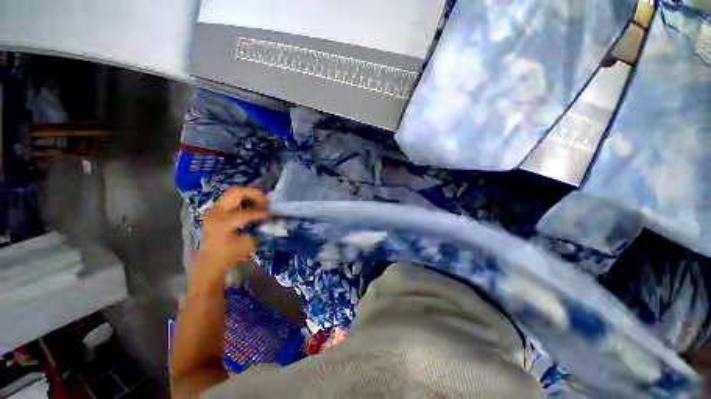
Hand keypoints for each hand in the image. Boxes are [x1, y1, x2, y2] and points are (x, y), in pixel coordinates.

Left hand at [197, 188, 268, 275]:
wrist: (210, 261)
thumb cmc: (228, 255)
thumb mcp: (247, 245)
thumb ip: (260, 231)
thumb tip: (271, 219)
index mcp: (222, 222)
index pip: (247, 212)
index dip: (262, 212)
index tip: (272, 214)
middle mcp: (215, 212)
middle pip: (236, 193)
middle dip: (254, 194)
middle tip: (266, 201)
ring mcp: (213, 210)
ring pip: (233, 193)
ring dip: (249, 196)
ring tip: (261, 203)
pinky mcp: (215, 211)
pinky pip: (231, 199)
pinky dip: (243, 199)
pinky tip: (252, 206)